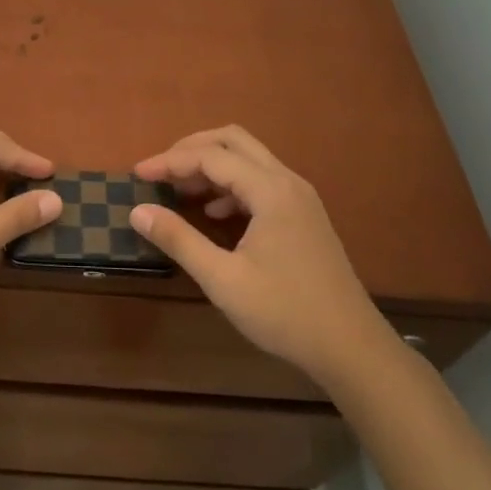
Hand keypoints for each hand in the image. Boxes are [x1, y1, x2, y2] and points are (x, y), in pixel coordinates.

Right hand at [131, 126, 388, 384]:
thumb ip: (179, 240)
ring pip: (249, 158)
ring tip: (180, 190)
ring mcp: (300, 196)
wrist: (352, 349)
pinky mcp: (304, 214)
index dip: (170, 161)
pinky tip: (214, 212)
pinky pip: (262, 180)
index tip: (137, 174)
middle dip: (191, 149)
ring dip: (212, 164)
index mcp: (270, 190)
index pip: (210, 156)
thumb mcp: (223, 280)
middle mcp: (287, 181)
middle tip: (160, 171)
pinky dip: (231, 184)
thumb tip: (138, 212)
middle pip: (233, 140)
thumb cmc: (285, 314)